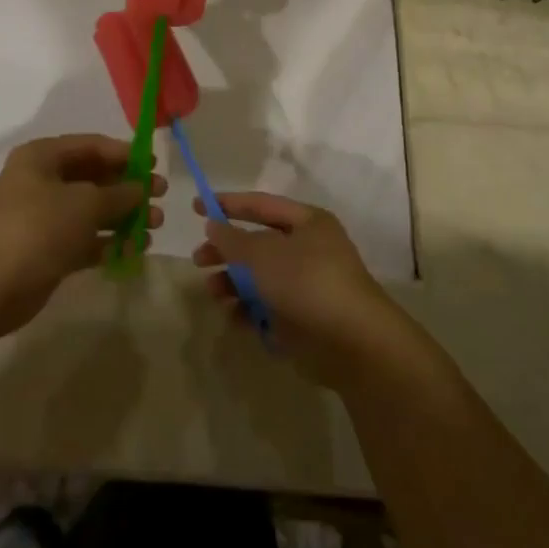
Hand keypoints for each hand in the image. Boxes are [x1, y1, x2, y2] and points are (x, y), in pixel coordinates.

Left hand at [0, 135, 166, 338]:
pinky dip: (109, 243)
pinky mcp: (47, 250)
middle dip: (128, 189)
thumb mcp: (85, 203)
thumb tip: (140, 188)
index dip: (124, 154)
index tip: (154, 166)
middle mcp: (42, 182)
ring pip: (92, 211)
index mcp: (43, 158)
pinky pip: (85, 240)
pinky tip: (134, 250)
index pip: (91, 146)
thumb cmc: (37, 228)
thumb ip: (118, 194)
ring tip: (154, 227)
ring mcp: (44, 218)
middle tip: (160, 198)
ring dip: (123, 217)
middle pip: (94, 178)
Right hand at [192, 192, 402, 387]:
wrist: (352, 342)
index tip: (196, 207)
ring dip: (233, 283)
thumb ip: (234, 240)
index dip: (228, 204)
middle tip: (198, 260)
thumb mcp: (264, 254)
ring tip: (213, 292)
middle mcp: (308, 250)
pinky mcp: (301, 319)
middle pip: (257, 243)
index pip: (261, 205)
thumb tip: (214, 225)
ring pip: (259, 278)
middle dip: (227, 251)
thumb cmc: (307, 282)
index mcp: (307, 223)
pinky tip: (233, 317)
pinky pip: (266, 308)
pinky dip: (248, 310)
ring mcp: (305, 286)